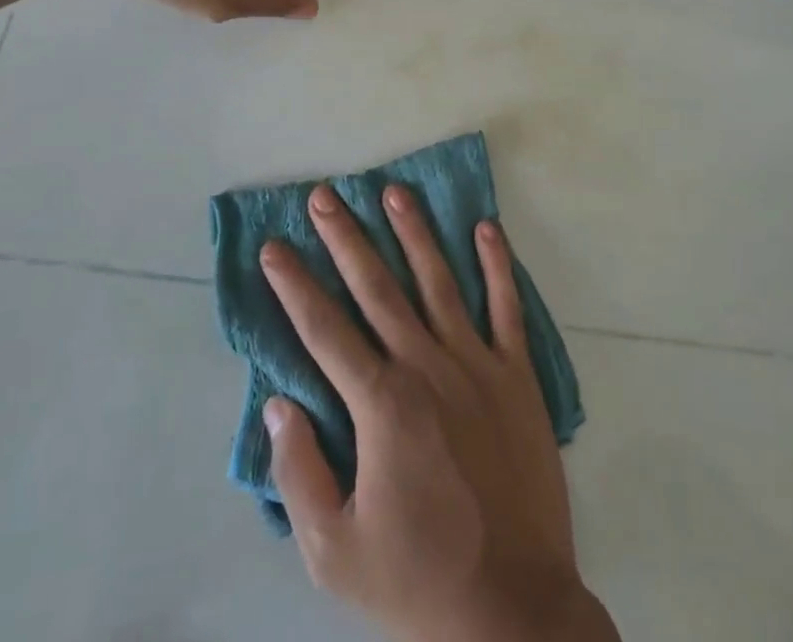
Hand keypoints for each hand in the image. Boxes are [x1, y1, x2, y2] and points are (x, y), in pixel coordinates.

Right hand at [259, 185, 618, 641]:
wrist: (513, 609)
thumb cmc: (417, 580)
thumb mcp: (334, 550)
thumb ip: (299, 472)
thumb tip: (278, 403)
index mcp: (380, 404)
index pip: (324, 329)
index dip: (295, 285)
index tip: (275, 247)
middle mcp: (426, 366)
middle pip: (377, 287)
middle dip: (345, 238)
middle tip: (325, 195)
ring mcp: (476, 364)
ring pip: (438, 281)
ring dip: (414, 232)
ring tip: (394, 191)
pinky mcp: (518, 374)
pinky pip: (506, 307)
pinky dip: (498, 265)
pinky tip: (487, 228)